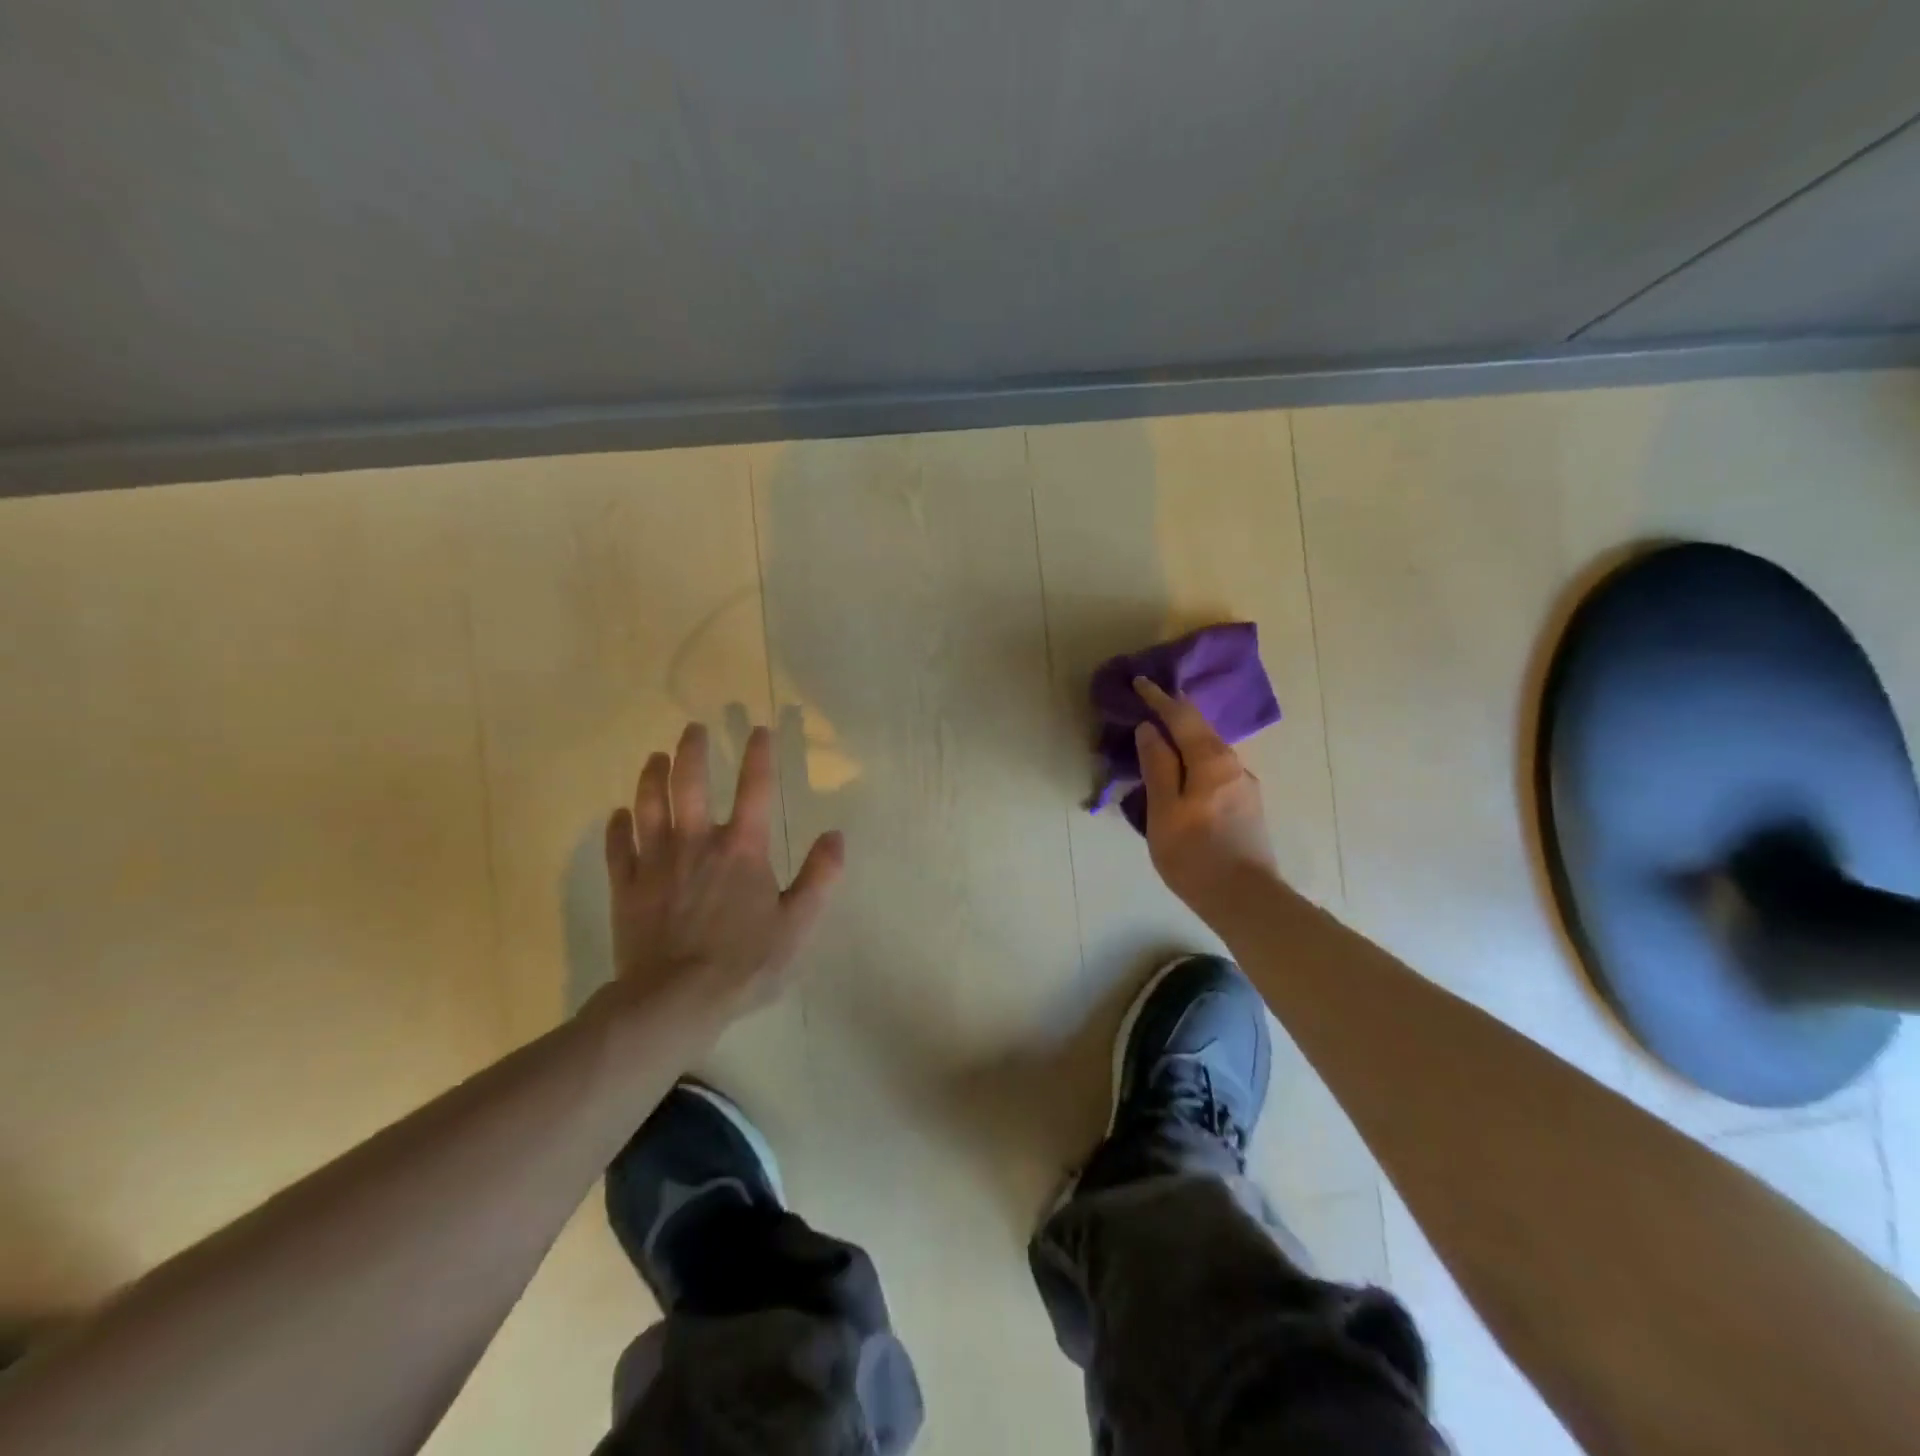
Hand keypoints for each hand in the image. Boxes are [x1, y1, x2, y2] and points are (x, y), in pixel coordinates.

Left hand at [600, 722, 842, 1026]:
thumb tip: (836, 837)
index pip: (755, 789)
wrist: (674, 999)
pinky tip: (618, 815)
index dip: (759, 755)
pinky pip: (619, 847)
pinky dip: (618, 827)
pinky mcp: (627, 886)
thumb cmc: (743, 963)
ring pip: (649, 806)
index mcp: (742, 849)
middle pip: (690, 783)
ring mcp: (657, 862)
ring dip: (652, 777)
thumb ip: (820, 878)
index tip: (759, 730)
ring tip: (655, 758)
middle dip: (693, 751)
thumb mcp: (797, 924)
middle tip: (692, 728)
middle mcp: (697, 842)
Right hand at [1133, 677, 1278, 915]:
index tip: (1141, 682)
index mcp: (1211, 760)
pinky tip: (1183, 775)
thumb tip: (1150, 730)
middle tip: (1149, 706)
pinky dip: (1194, 761)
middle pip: (1200, 730)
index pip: (1182, 717)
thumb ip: (1157, 766)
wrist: (1246, 900)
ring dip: (1185, 740)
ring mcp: (1244, 786)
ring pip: (1209, 751)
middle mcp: (1233, 764)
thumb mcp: (1164, 810)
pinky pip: (1215, 770)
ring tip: (1161, 741)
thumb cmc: (1195, 855)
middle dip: (1174, 715)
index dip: (1159, 699)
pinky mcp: (1247, 806)